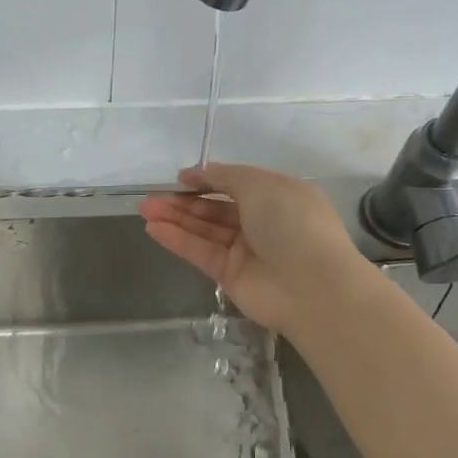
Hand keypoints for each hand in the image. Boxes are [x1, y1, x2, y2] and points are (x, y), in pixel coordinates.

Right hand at [138, 163, 370, 332]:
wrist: (312, 286)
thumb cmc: (291, 222)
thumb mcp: (261, 184)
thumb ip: (227, 176)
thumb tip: (203, 171)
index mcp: (278, 195)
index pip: (237, 183)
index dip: (208, 179)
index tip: (181, 177)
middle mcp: (262, 222)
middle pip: (216, 208)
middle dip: (184, 201)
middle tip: (151, 196)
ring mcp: (246, 250)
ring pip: (205, 229)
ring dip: (175, 218)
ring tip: (145, 208)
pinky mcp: (230, 275)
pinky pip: (200, 252)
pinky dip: (178, 239)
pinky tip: (153, 227)